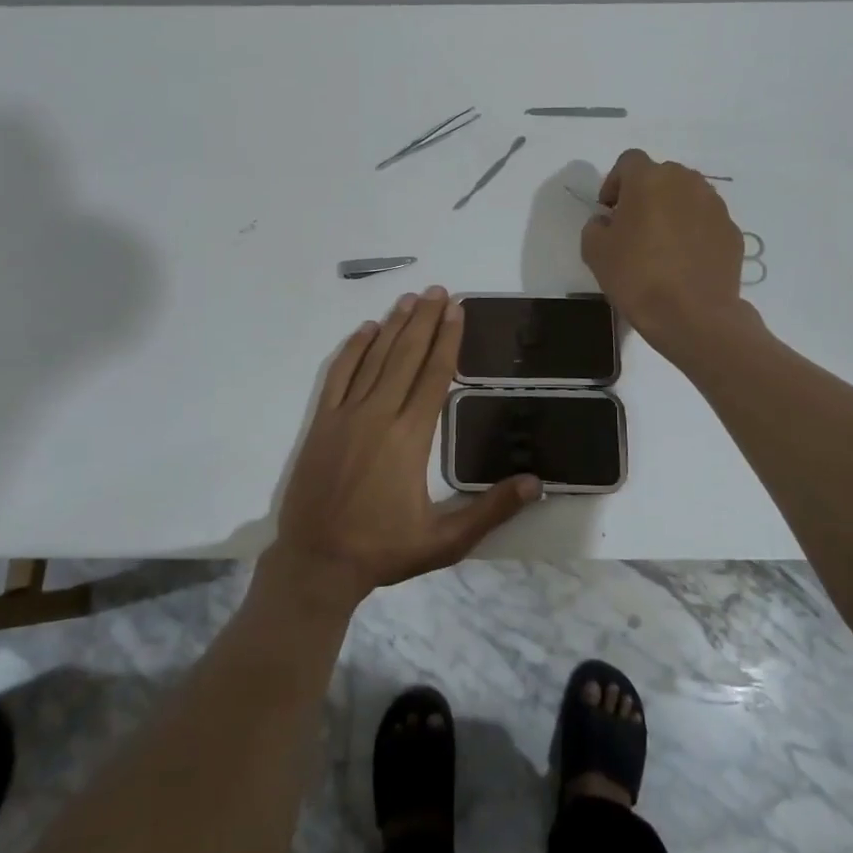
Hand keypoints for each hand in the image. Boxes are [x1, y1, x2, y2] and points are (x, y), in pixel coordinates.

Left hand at [267, 288, 540, 608]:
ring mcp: (346, 415)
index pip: (434, 376)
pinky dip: (352, 349)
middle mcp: (379, 415)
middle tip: (438, 290)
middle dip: (424, 321)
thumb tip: (536, 484)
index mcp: (410, 438)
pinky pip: (338, 375)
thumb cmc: (382, 550)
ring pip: (374, 359)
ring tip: (409, 298)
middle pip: (406, 356)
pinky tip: (365, 330)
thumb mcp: (445, 541)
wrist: (316, 562)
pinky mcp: (322, 423)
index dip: (447, 340)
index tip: (456, 310)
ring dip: (393, 326)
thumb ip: (491, 510)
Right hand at [581, 149, 750, 349]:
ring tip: (661, 245)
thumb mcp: (594, 252)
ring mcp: (715, 206)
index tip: (609, 210)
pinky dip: (694, 232)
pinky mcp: (732, 231)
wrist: (693, 315)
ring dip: (672, 211)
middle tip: (633, 226)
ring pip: (687, 196)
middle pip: (661, 175)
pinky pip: (706, 222)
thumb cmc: (637, 277)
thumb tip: (607, 222)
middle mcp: (686, 182)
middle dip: (645, 194)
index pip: (628, 161)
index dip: (614, 182)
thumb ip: (595, 226)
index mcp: (649, 180)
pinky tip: (684, 262)